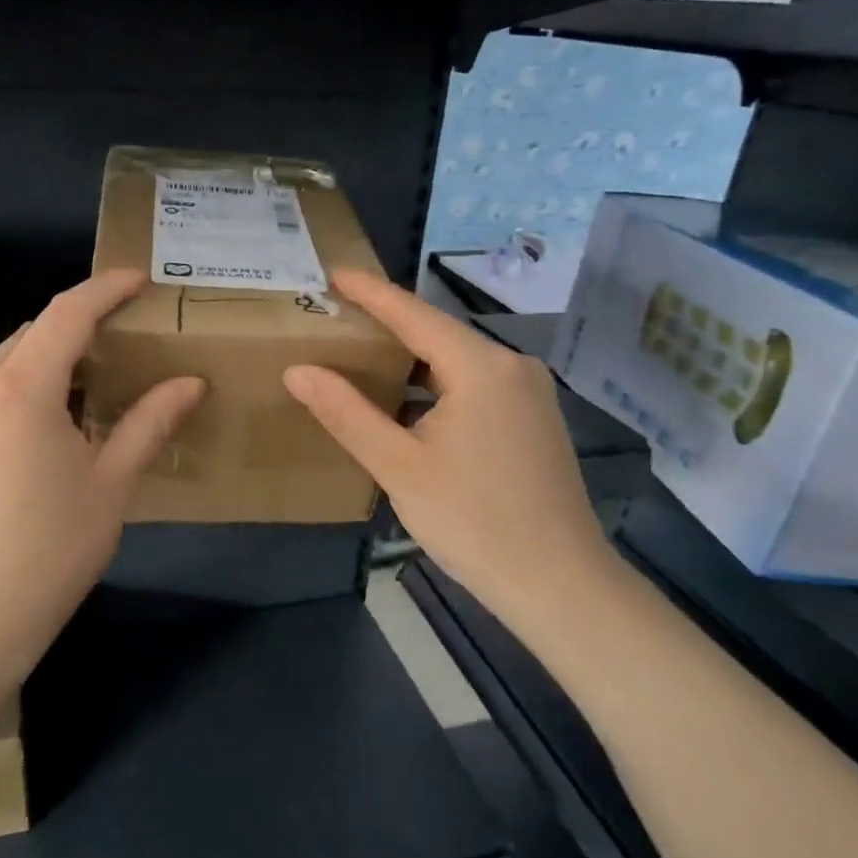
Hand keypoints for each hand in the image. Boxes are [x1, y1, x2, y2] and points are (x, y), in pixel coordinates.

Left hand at [0, 271, 204, 705]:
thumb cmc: (51, 550)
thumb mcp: (112, 483)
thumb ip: (150, 422)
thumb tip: (190, 381)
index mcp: (21, 389)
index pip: (67, 313)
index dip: (104, 289)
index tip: (138, 279)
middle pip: (33, 334)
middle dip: (79, 326)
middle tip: (125, 338)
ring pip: (7, 364)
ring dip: (50, 360)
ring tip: (92, 384)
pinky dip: (22, 389)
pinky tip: (46, 427)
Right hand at [283, 270, 610, 612]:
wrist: (560, 585)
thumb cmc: (473, 520)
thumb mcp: (398, 466)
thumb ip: (346, 413)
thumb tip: (298, 370)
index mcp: (481, 368)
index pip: (414, 314)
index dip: (371, 292)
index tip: (334, 272)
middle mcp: (512, 367)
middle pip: (439, 334)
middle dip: (388, 326)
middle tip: (339, 318)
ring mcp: (530, 395)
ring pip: (458, 362)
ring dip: (412, 361)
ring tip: (363, 358)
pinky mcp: (535, 421)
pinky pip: (476, 386)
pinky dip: (437, 386)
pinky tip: (408, 405)